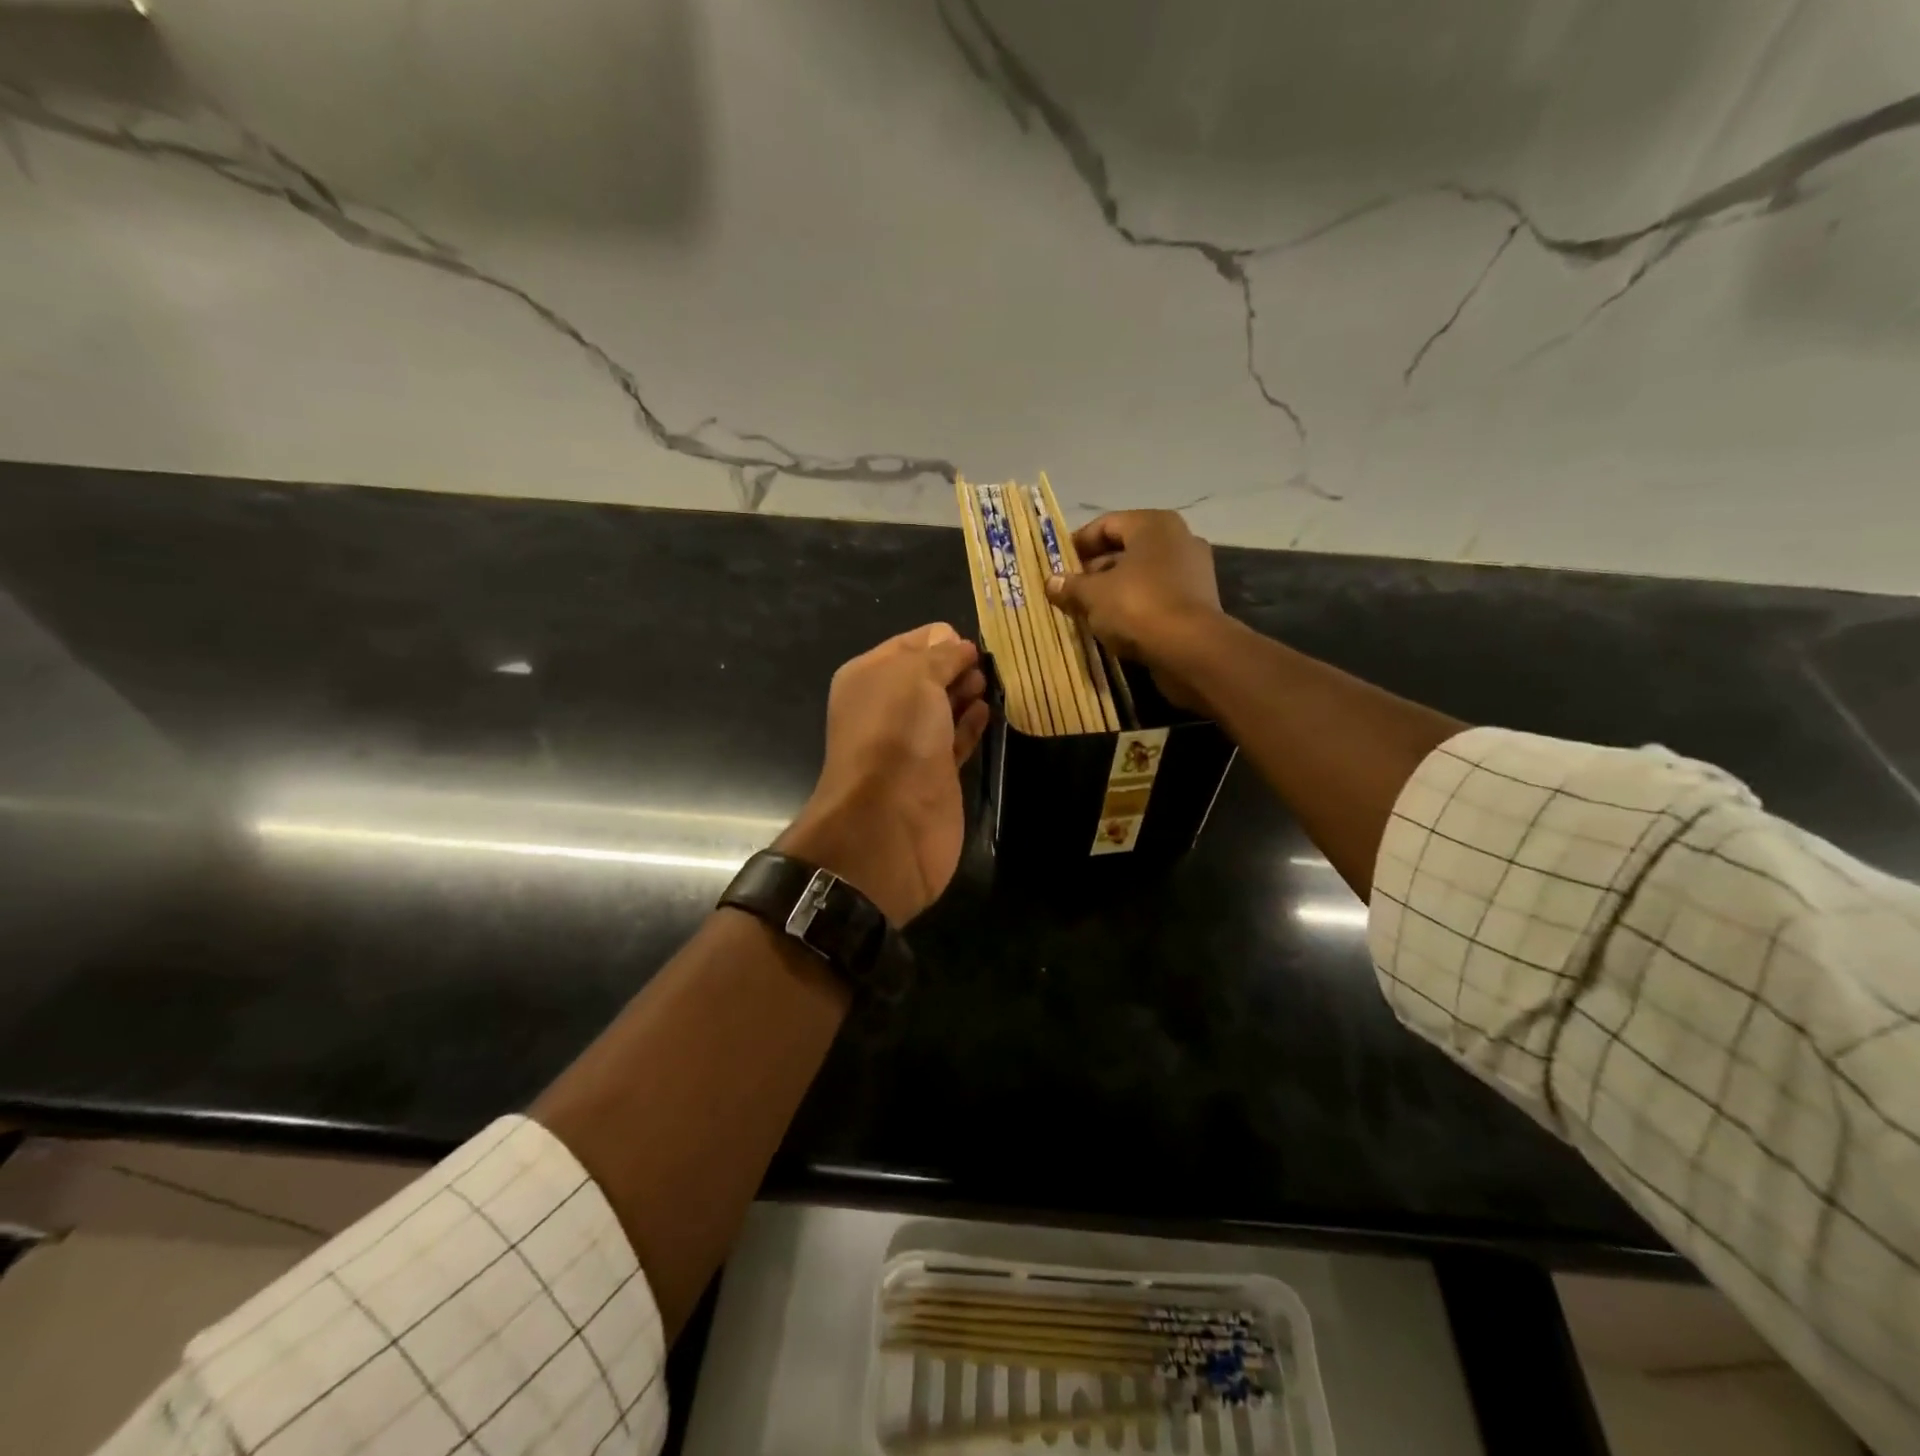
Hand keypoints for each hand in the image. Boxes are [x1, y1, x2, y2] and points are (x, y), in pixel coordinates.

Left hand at [779, 623, 990, 924]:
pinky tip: (987, 711)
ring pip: (943, 708)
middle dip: (956, 665)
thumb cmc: (896, 734)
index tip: (974, 641)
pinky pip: (956, 739)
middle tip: (986, 664)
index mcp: (868, 677)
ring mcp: (910, 743)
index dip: (940, 638)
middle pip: (927, 676)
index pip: (908, 644)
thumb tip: (959, 645)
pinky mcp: (934, 774)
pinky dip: (971, 724)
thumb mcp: (916, 676)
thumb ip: (941, 655)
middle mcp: (885, 708)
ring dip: (966, 693)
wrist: (890, 820)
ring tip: (990, 683)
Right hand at [1044, 511, 1223, 708]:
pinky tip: (1114, 625)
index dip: (1078, 544)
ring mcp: (1192, 571)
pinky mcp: (1197, 601)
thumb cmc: (1137, 607)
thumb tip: (1050, 582)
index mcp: (1153, 524)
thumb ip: (1070, 586)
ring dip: (1113, 590)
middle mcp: (1178, 539)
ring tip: (1087, 611)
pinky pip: (1157, 595)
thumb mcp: (1093, 595)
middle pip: (1125, 549)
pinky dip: (1135, 606)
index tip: (1057, 565)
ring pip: (1141, 575)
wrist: (1190, 649)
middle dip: (1094, 570)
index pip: (1106, 524)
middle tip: (1069, 591)